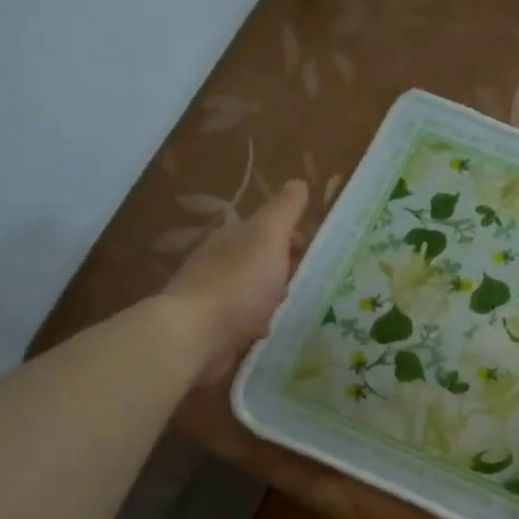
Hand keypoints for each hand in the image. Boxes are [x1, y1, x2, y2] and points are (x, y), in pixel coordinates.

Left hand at [163, 179, 308, 381]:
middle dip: (287, 269)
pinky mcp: (215, 329)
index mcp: (233, 237)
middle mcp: (221, 263)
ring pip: (254, 291)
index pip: (268, 230)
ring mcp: (216, 297)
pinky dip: (261, 322)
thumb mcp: (268, 237)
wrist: (196, 335)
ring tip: (303, 309)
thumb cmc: (238, 283)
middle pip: (261, 260)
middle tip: (319, 284)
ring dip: (275, 297)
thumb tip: (298, 183)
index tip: (321, 255)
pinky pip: (246, 320)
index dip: (296, 238)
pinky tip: (276, 332)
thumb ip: (284, 211)